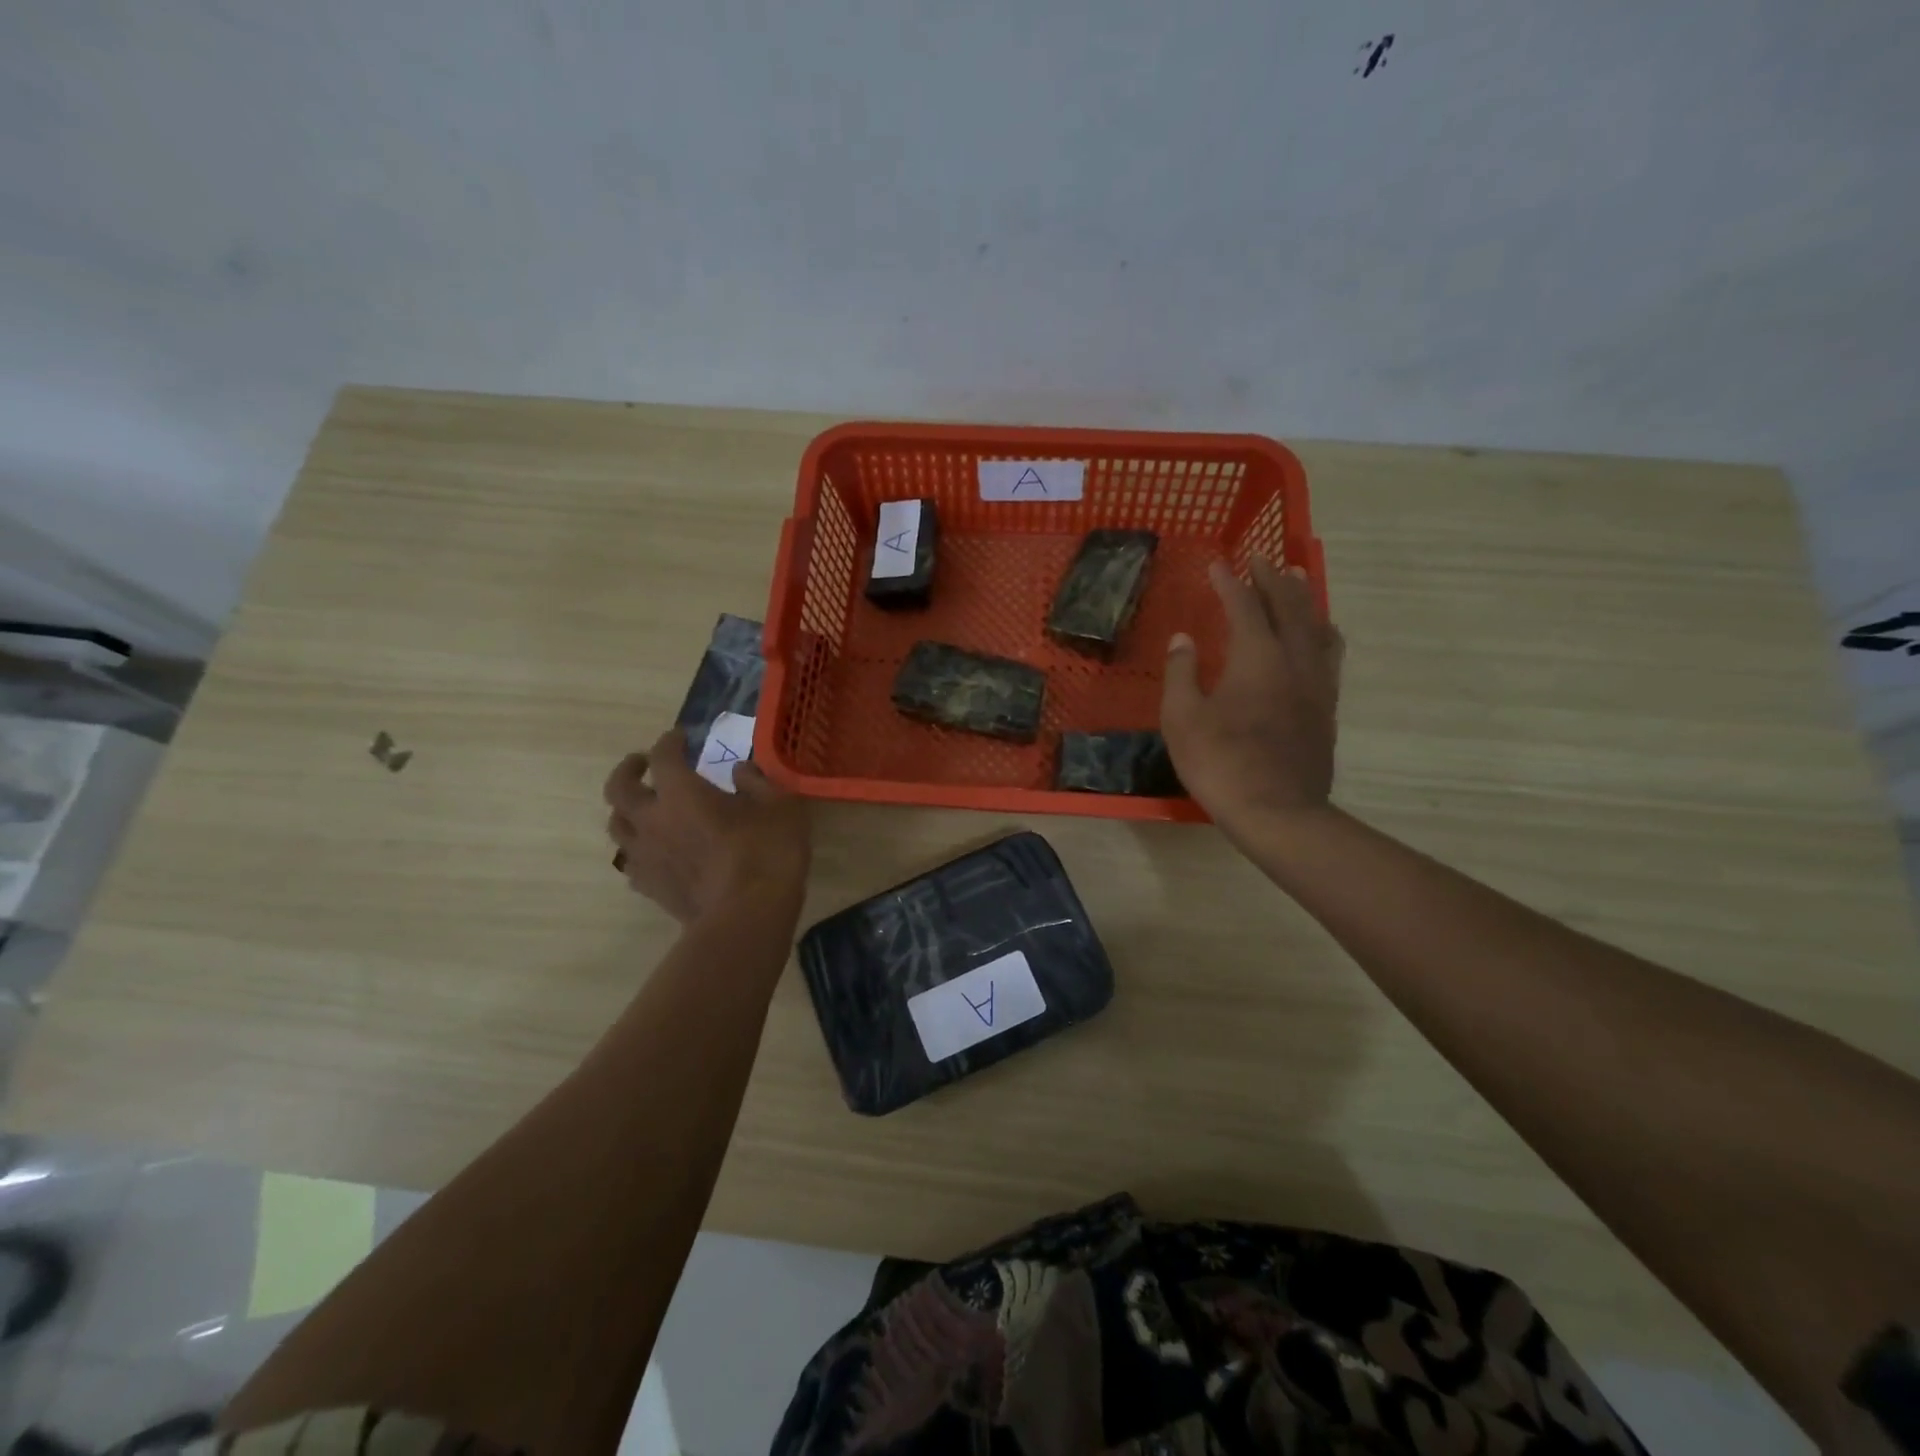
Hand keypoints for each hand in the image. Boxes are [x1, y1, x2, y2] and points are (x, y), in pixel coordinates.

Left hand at [603, 730, 810, 923]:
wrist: (747, 916)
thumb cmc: (767, 852)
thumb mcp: (779, 805)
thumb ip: (757, 781)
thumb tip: (740, 770)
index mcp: (681, 792)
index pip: (663, 756)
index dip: (670, 742)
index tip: (682, 737)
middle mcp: (652, 820)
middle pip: (618, 789)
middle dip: (628, 771)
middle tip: (642, 764)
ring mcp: (646, 856)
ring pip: (617, 826)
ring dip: (627, 811)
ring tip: (644, 808)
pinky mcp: (650, 887)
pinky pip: (631, 861)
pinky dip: (639, 849)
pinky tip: (657, 851)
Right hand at [1161, 557, 1342, 834]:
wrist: (1277, 811)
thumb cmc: (1220, 763)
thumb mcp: (1182, 718)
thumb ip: (1182, 673)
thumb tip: (1184, 638)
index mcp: (1256, 657)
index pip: (1244, 606)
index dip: (1230, 582)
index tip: (1218, 564)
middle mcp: (1293, 660)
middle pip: (1289, 606)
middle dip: (1273, 579)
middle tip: (1261, 559)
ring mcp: (1316, 684)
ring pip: (1317, 626)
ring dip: (1305, 598)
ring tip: (1298, 580)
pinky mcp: (1327, 708)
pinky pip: (1329, 654)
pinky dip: (1321, 632)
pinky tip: (1318, 635)